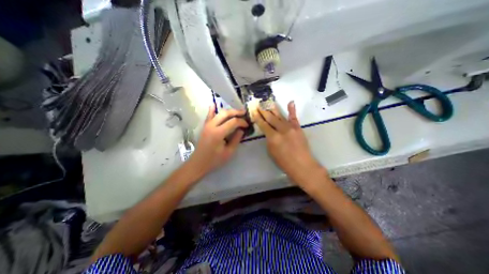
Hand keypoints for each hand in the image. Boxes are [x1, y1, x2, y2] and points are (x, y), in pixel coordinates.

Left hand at [188, 105, 248, 175]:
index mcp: (218, 133)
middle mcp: (212, 126)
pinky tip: (215, 104)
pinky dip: (213, 109)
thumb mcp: (229, 152)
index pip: (233, 122)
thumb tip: (241, 130)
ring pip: (219, 112)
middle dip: (236, 112)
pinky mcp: (205, 126)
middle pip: (225, 113)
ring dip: (228, 111)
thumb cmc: (214, 160)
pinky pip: (209, 115)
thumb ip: (236, 139)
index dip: (242, 122)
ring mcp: (207, 125)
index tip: (247, 125)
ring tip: (237, 112)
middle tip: (244, 114)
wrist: (198, 163)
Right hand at [253, 102, 320, 182]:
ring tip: (267, 102)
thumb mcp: (271, 151)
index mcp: (273, 137)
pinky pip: (294, 117)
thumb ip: (269, 139)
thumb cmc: (284, 162)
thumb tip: (268, 131)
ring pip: (280, 116)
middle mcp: (282, 130)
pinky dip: (292, 109)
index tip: (253, 111)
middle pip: (270, 118)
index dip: (257, 117)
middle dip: (263, 111)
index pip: (263, 124)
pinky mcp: (298, 128)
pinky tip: (290, 102)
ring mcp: (291, 127)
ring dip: (272, 109)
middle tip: (258, 104)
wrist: (302, 165)